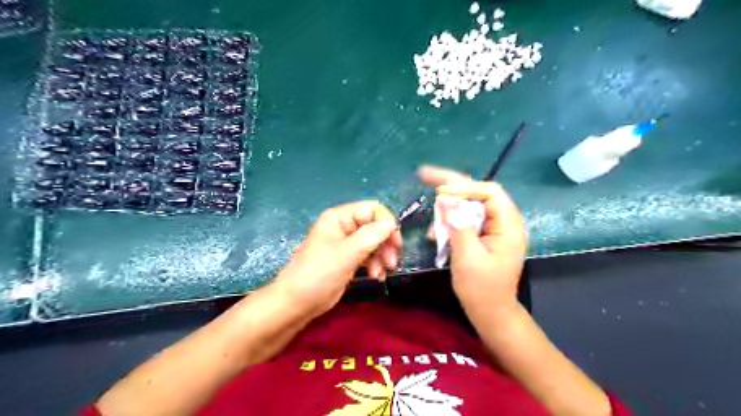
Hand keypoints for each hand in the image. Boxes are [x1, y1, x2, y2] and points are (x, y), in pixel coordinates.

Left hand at [275, 201, 402, 317]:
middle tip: (392, 261)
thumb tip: (392, 223)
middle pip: (375, 226)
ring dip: (382, 256)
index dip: (386, 223)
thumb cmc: (319, 273)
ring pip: (374, 242)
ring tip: (382, 273)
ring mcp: (346, 243)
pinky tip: (377, 277)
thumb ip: (371, 235)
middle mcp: (344, 226)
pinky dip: (375, 264)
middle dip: (385, 243)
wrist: (297, 302)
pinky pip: (368, 255)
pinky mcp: (347, 259)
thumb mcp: (347, 253)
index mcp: (339, 217)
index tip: (395, 243)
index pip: (372, 209)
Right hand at [419, 164, 529, 313]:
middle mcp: (503, 221)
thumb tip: (446, 198)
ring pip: (468, 205)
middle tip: (424, 174)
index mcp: (508, 225)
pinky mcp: (483, 235)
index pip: (489, 192)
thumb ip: (458, 224)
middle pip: (477, 192)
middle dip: (451, 185)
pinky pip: (464, 220)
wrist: (490, 313)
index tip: (439, 193)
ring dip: (447, 210)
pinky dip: (449, 223)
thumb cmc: (482, 289)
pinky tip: (436, 235)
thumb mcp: (468, 256)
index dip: (463, 187)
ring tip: (432, 225)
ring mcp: (493, 228)